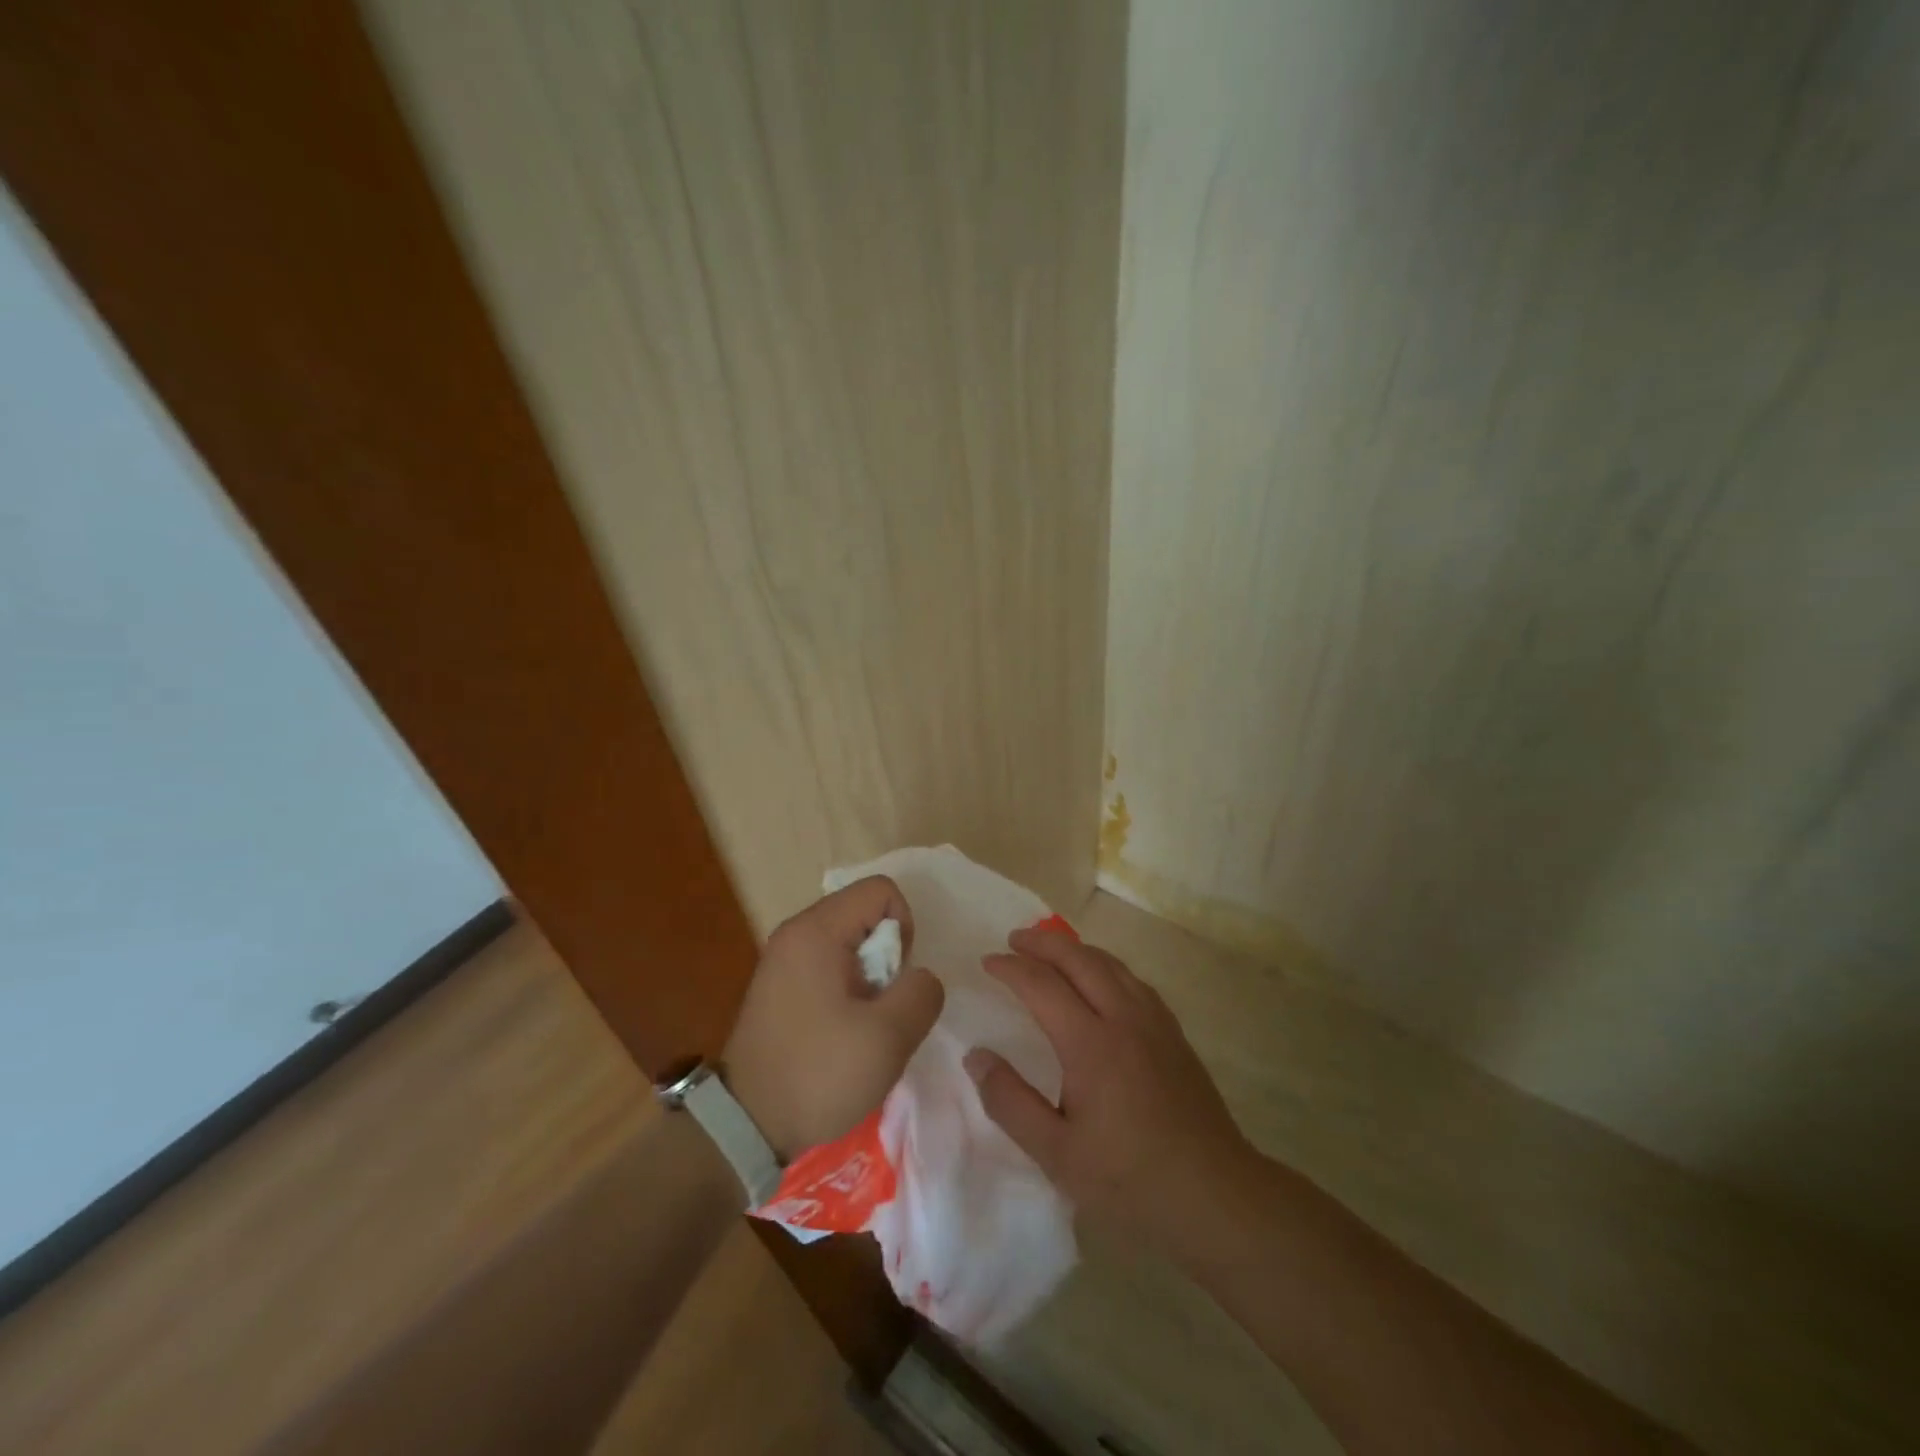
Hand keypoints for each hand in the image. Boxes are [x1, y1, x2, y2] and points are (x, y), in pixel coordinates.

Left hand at [724, 875, 944, 1158]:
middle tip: (880, 1010)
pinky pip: (829, 968)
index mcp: (816, 930)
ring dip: (870, 980)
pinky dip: (848, 992)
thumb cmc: (818, 1073)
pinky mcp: (779, 987)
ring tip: (862, 1027)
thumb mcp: (888, 1036)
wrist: (746, 1128)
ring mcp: (782, 960)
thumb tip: (919, 978)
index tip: (895, 980)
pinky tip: (842, 1035)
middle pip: (864, 915)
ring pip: (850, 945)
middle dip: (888, 958)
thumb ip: (921, 992)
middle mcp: (795, 933)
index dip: (905, 928)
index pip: (881, 891)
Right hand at [964, 927, 1254, 1263]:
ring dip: (1076, 949)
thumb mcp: (1057, 1154)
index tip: (987, 961)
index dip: (1011, 968)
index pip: (1042, 985)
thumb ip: (1011, 1102)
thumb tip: (976, 1057)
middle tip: (1014, 939)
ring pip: (1111, 964)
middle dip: (1043, 943)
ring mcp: (1155, 1023)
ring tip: (1052, 950)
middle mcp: (1124, 1018)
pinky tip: (1102, 980)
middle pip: (1080, 959)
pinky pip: (1134, 980)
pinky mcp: (1174, 1034)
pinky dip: (1106, 966)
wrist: (1216, 1195)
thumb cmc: (1130, 1179)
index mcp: (1091, 1043)